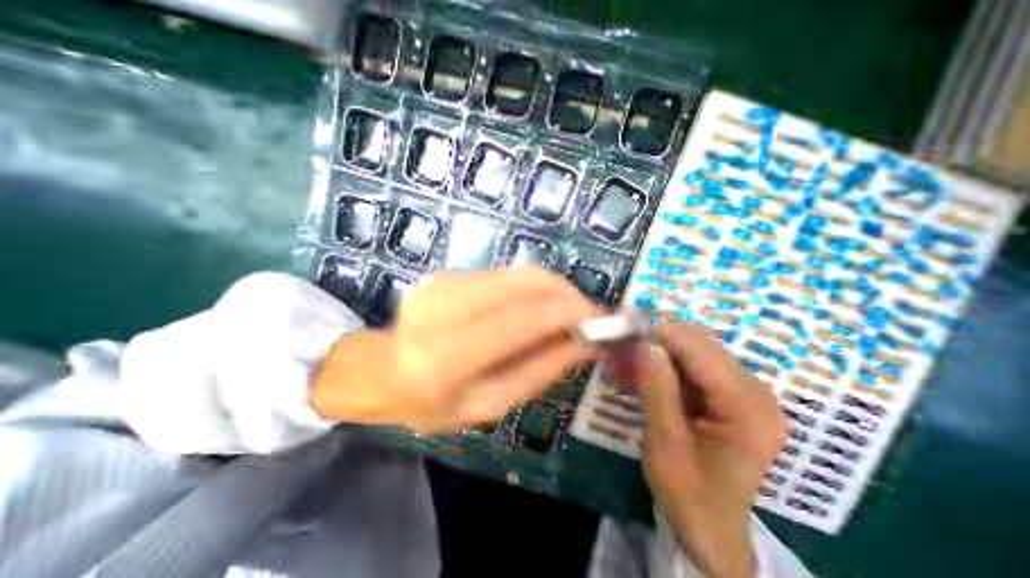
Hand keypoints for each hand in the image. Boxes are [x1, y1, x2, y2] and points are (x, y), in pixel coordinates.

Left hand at [308, 266, 599, 433]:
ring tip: (565, 311)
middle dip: (565, 293)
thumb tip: (585, 343)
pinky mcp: (446, 274)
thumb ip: (539, 372)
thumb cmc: (432, 403)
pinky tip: (533, 306)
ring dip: (551, 289)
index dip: (566, 312)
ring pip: (516, 273)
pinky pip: (503, 275)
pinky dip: (529, 288)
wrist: (381, 372)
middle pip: (523, 283)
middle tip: (585, 313)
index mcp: (445, 356)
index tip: (597, 318)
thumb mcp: (489, 404)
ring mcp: (442, 283)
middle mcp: (442, 308)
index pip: (520, 320)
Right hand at [619, 322, 780, 577]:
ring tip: (625, 363)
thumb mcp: (665, 442)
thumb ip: (657, 389)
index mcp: (747, 407)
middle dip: (655, 341)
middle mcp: (755, 390)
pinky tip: (641, 374)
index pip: (698, 349)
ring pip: (693, 350)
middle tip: (620, 350)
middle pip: (699, 344)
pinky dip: (664, 366)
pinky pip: (693, 365)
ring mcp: (745, 391)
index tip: (622, 333)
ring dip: (657, 352)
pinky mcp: (731, 394)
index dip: (658, 334)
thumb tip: (644, 343)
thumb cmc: (688, 493)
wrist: (711, 528)